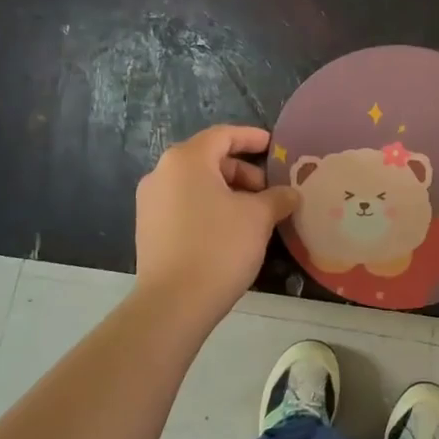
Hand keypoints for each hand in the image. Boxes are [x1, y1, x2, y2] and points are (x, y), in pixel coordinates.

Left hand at [135, 125, 296, 320]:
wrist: (173, 303)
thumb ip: (277, 197)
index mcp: (186, 160)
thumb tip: (290, 194)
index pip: (223, 135)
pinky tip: (231, 232)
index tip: (273, 146)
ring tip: (254, 215)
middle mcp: (161, 173)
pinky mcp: (148, 229)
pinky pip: (184, 205)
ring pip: (196, 184)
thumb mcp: (259, 217)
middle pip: (208, 159)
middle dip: (243, 171)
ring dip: (227, 192)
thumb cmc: (219, 247)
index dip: (251, 138)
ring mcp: (150, 203)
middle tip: (269, 192)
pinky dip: (209, 208)